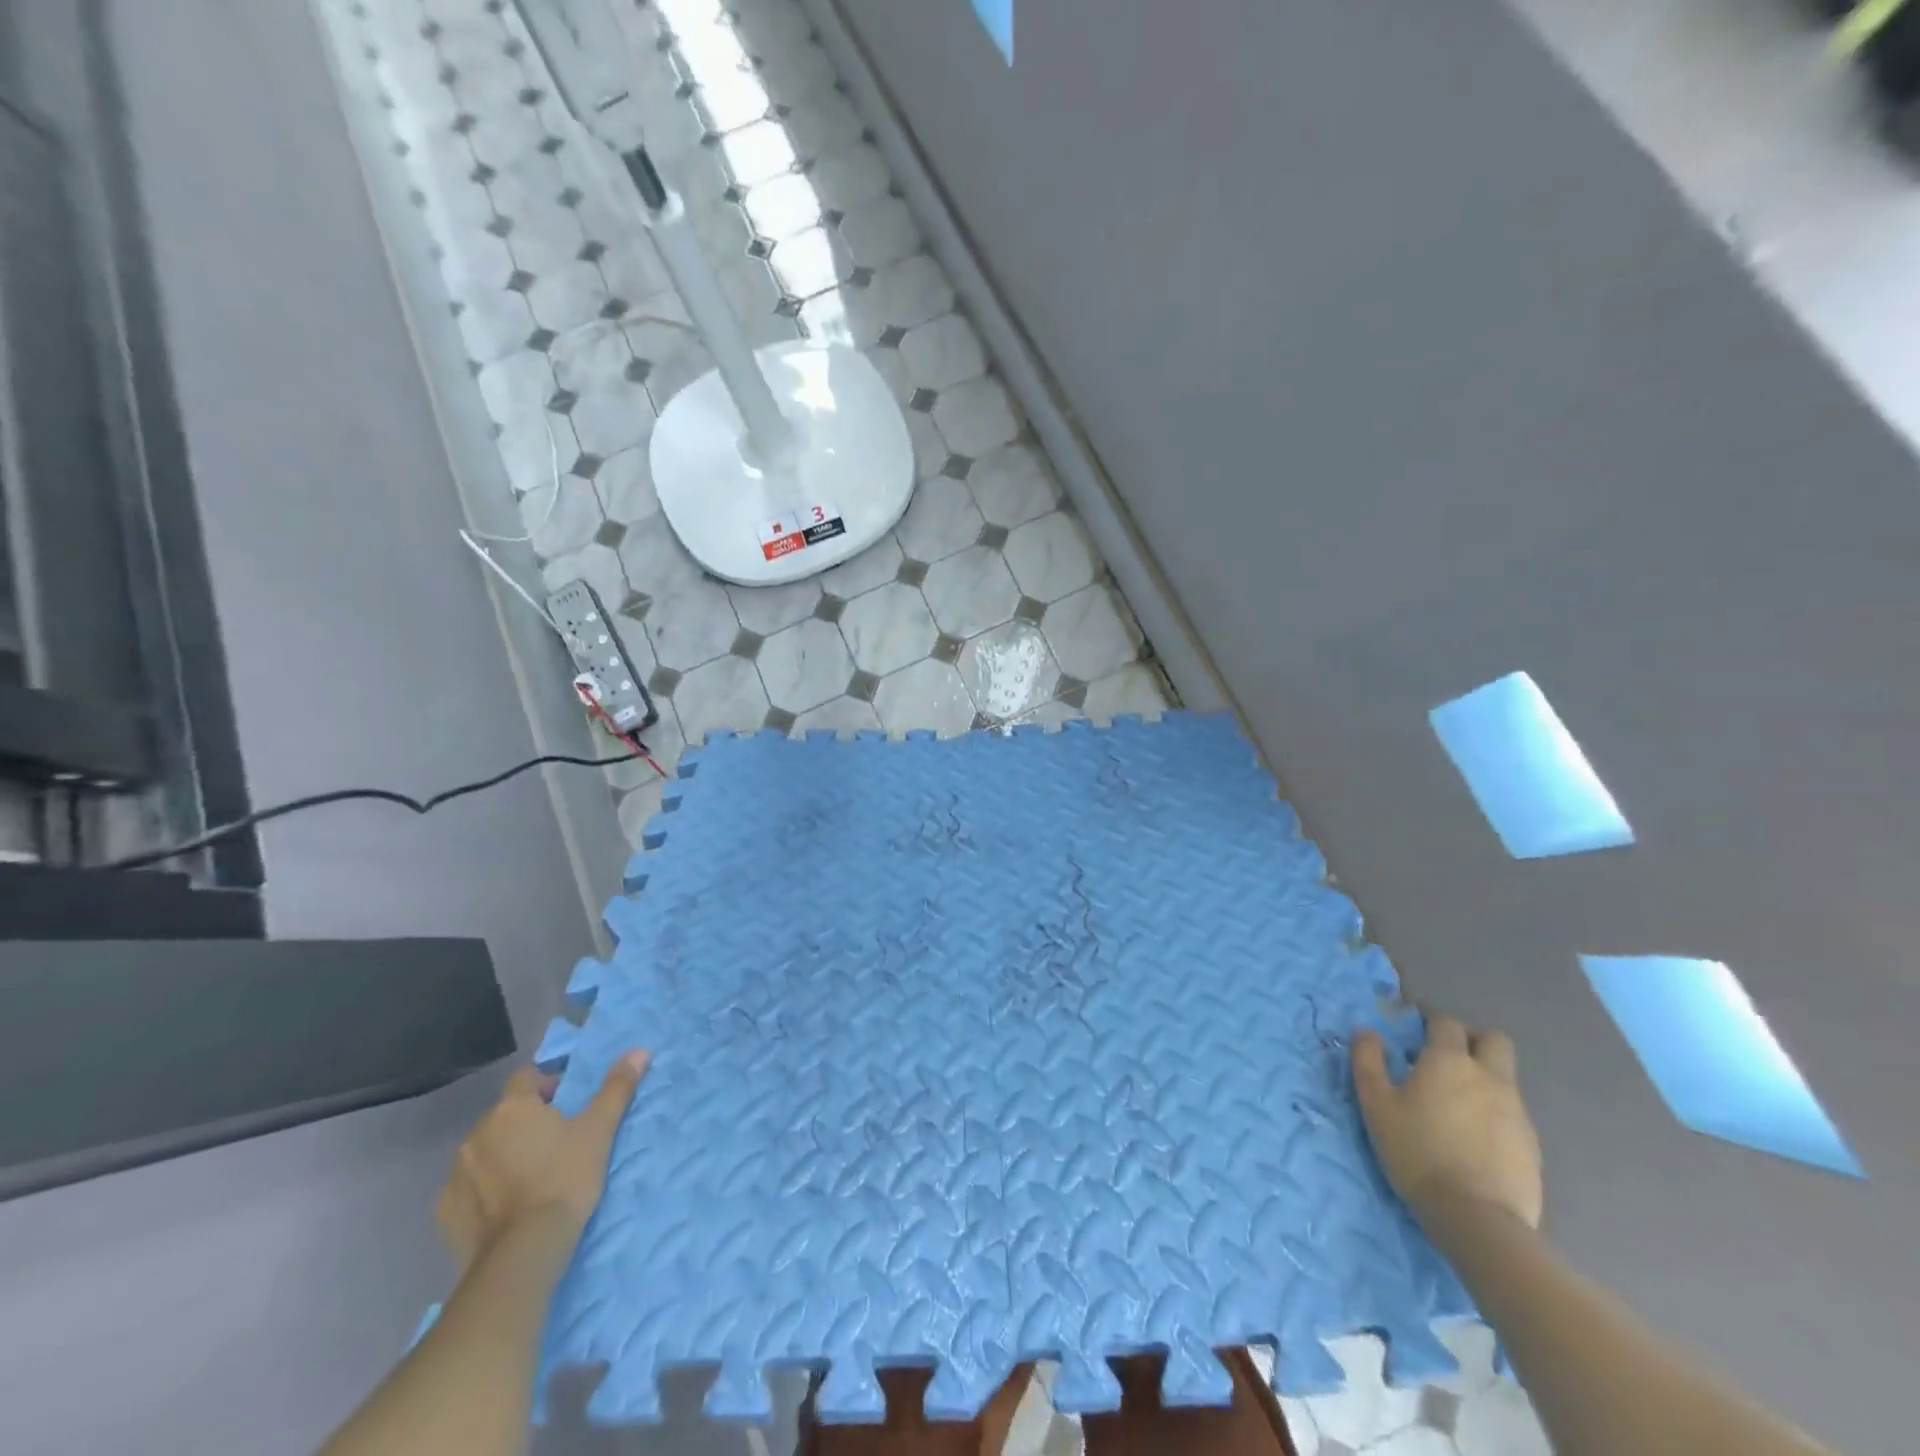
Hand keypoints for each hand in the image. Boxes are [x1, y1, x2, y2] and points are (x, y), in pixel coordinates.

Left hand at [435, 1051, 649, 1270]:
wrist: (523, 1253)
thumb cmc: (566, 1178)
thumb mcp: (600, 1130)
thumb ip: (617, 1087)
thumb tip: (639, 1051)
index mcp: (513, 1107)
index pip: (526, 1077)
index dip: (548, 1085)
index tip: (568, 1106)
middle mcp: (477, 1132)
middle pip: (505, 1114)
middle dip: (526, 1121)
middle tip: (556, 1142)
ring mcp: (456, 1173)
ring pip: (485, 1149)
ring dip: (504, 1153)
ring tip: (532, 1176)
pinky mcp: (445, 1210)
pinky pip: (469, 1186)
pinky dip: (484, 1188)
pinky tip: (506, 1206)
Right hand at [1352, 1015, 1541, 1231]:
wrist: (1476, 1218)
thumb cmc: (1417, 1151)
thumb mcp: (1376, 1104)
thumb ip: (1368, 1061)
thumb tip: (1367, 1032)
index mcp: (1450, 1061)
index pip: (1446, 1023)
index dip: (1430, 1021)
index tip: (1414, 1030)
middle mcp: (1489, 1077)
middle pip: (1493, 1040)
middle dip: (1471, 1040)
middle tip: (1445, 1058)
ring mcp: (1517, 1111)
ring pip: (1504, 1077)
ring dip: (1483, 1078)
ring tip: (1456, 1104)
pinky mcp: (1532, 1144)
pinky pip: (1512, 1112)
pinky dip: (1494, 1112)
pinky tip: (1474, 1137)